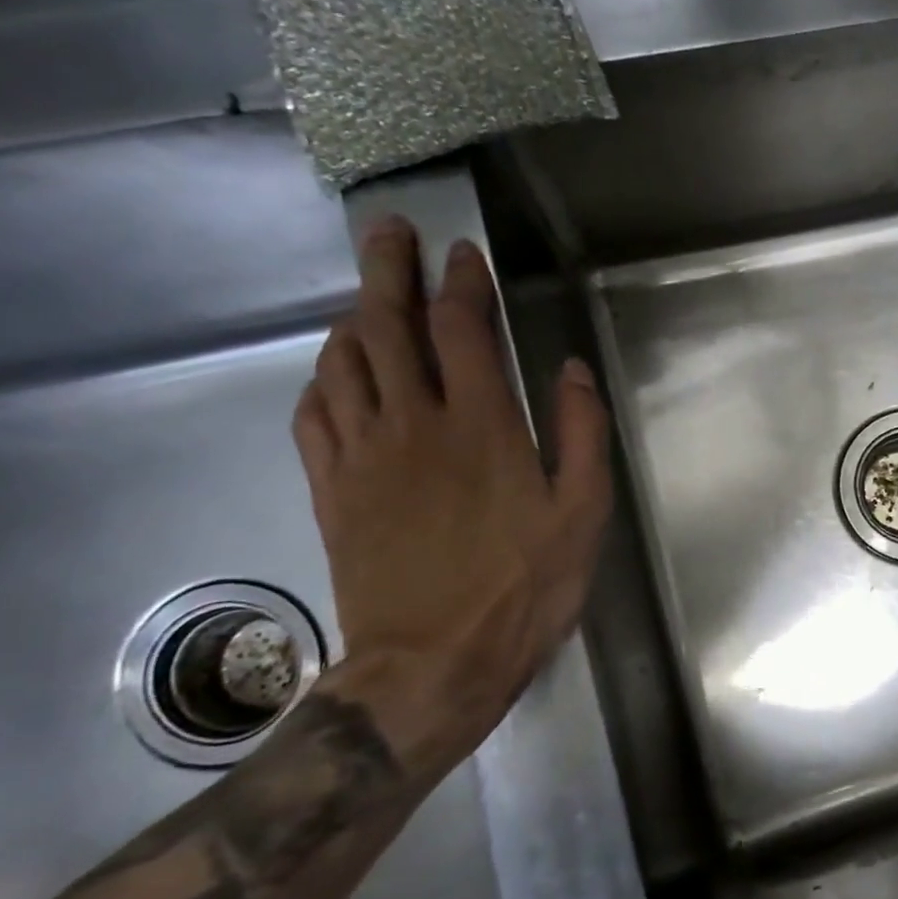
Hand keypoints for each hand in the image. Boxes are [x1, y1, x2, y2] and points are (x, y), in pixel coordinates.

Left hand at [291, 217, 611, 770]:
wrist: (432, 665)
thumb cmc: (524, 588)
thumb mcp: (583, 513)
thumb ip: (581, 434)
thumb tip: (570, 370)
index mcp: (481, 426)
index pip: (462, 329)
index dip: (462, 283)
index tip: (464, 254)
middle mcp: (413, 424)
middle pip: (387, 327)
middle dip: (389, 271)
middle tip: (390, 233)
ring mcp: (363, 456)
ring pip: (344, 363)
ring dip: (354, 318)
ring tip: (366, 296)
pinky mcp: (333, 490)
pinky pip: (314, 415)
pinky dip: (322, 379)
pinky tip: (334, 373)